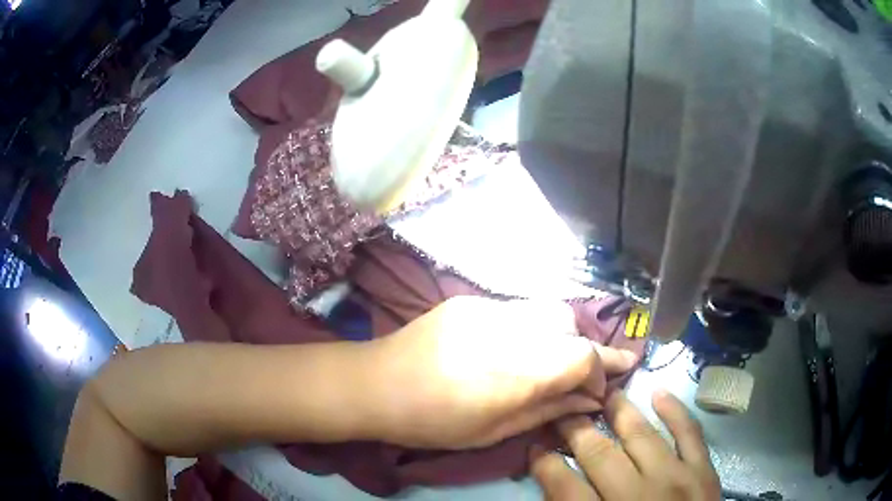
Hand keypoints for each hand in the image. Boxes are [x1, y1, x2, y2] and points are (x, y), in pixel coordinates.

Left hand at [363, 296, 637, 448]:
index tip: (598, 391)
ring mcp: (489, 308)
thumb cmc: (433, 422)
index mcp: (516, 372)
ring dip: (560, 335)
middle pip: (571, 325)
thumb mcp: (495, 431)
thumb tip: (591, 400)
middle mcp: (510, 330)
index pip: (583, 356)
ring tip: (548, 361)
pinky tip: (514, 348)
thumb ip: (548, 410)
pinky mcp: (472, 300)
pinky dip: (531, 327)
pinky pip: (519, 308)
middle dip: (583, 350)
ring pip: (549, 310)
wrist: (376, 384)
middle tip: (579, 376)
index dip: (601, 372)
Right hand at [531, 390, 720, 499]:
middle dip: (575, 429)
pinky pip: (690, 433)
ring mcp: (675, 478)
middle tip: (561, 409)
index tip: (534, 446)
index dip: (544, 463)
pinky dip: (675, 411)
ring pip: (642, 435)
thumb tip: (555, 485)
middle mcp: (637, 495)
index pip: (563, 485)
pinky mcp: (703, 470)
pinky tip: (659, 392)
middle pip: (599, 454)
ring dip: (619, 410)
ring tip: (603, 391)